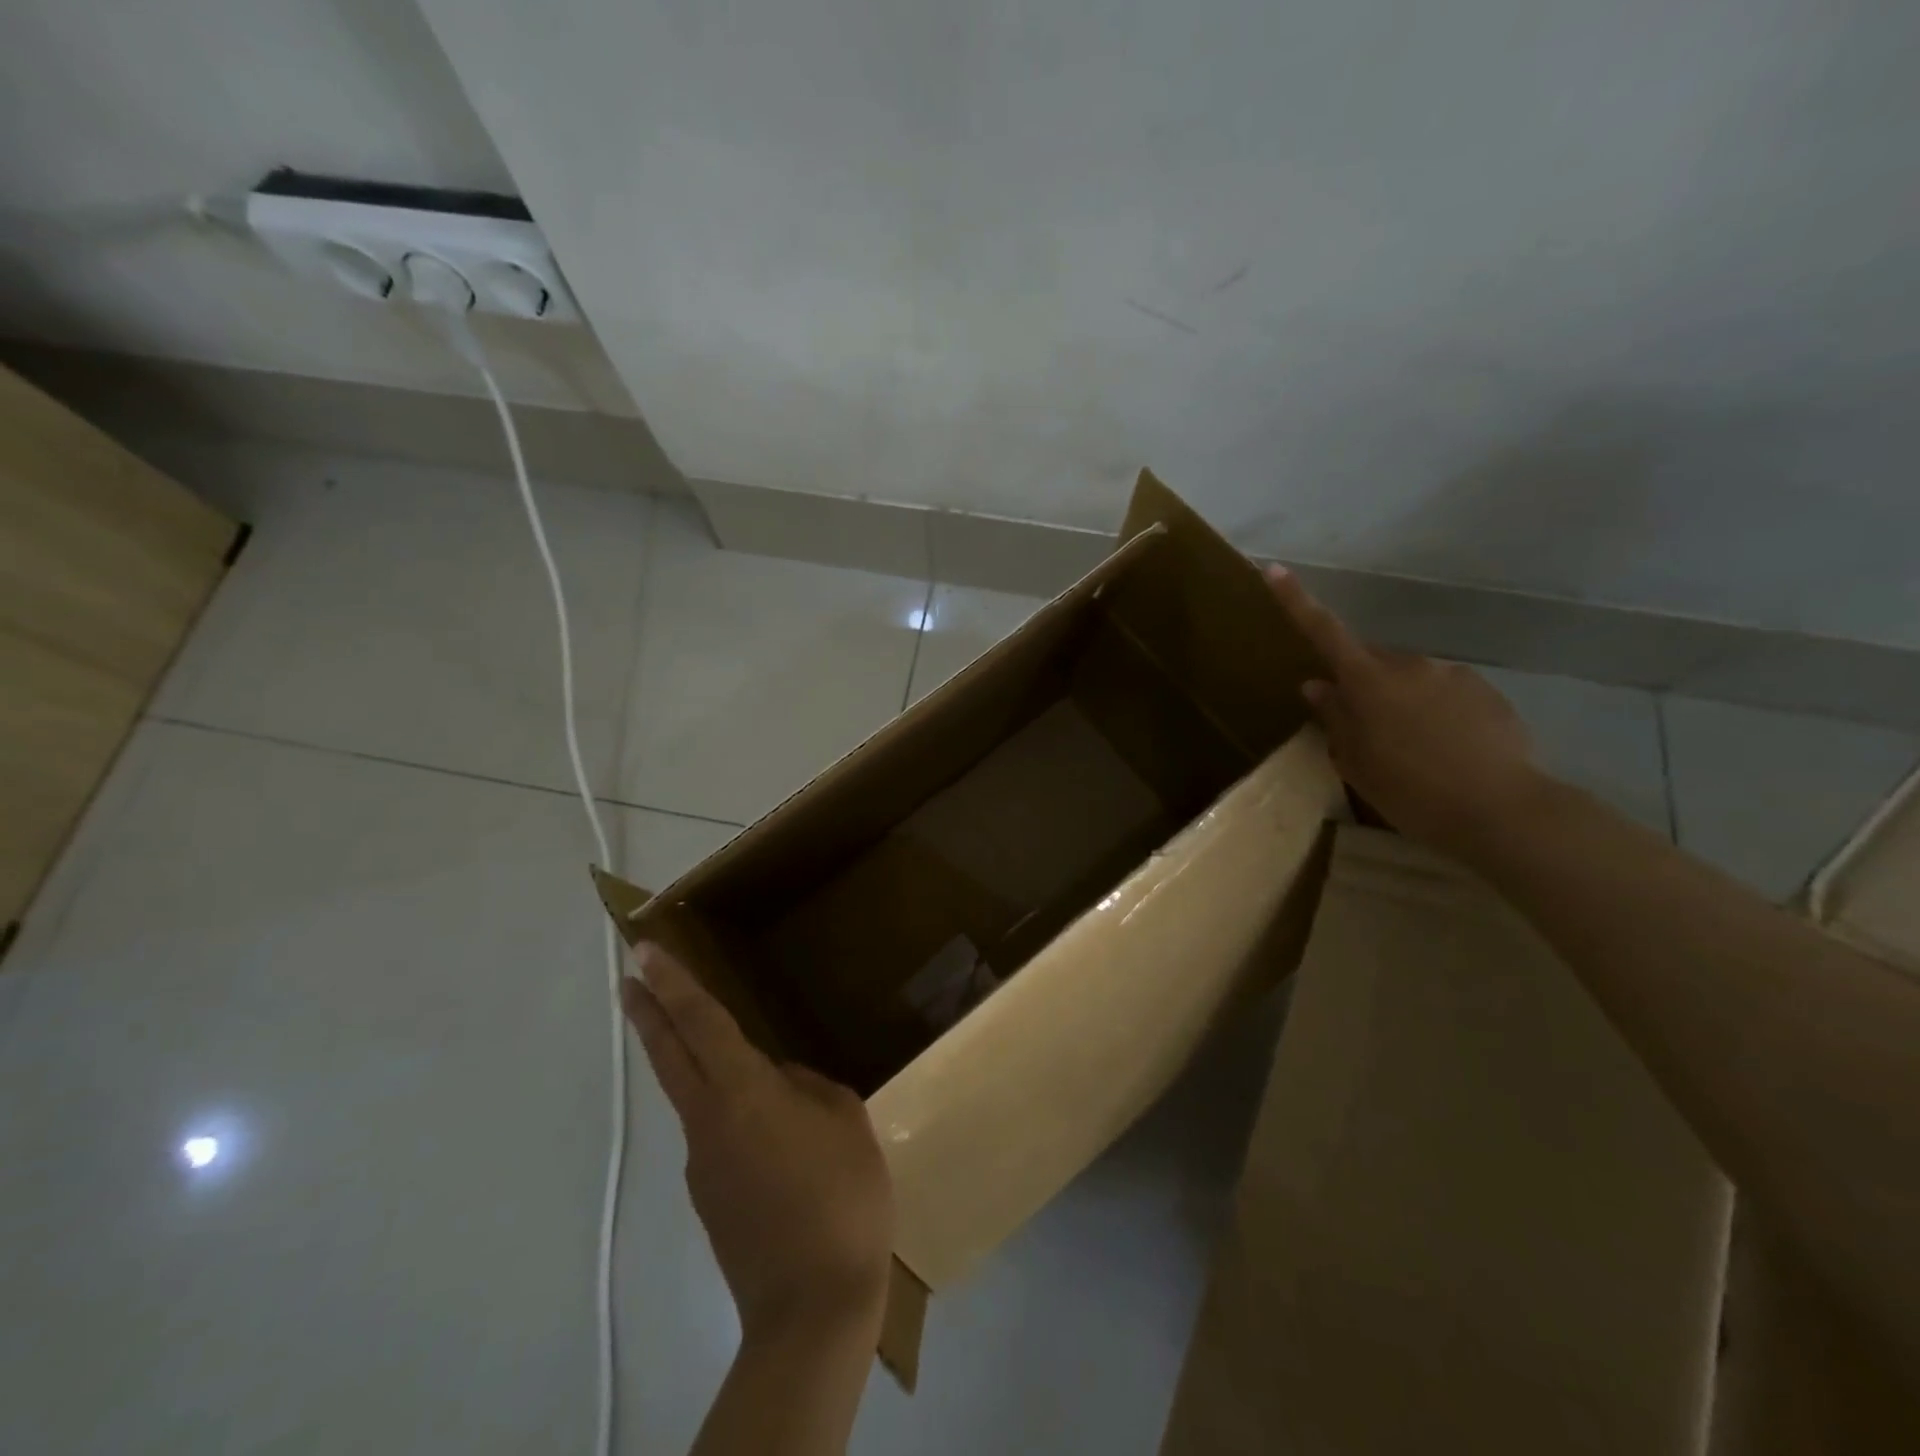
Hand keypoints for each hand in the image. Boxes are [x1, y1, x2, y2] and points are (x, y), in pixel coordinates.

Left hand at [621, 944, 894, 1342]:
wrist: (812, 1307)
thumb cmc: (841, 1197)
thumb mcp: (846, 1122)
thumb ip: (808, 1089)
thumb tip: (782, 1086)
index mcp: (744, 1093)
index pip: (700, 1024)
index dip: (673, 984)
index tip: (644, 952)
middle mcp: (709, 1121)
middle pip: (670, 1056)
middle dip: (648, 1013)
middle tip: (630, 979)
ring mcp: (702, 1165)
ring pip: (693, 1097)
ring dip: (693, 1065)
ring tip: (742, 1064)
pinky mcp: (710, 1200)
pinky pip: (717, 1137)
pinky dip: (731, 1116)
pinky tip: (776, 1139)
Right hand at [1265, 565, 1544, 854]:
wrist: (1502, 810)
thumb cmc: (1410, 790)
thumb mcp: (1356, 762)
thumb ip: (1335, 718)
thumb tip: (1317, 685)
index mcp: (1369, 681)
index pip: (1324, 632)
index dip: (1296, 601)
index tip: (1275, 569)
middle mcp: (1409, 665)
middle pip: (1372, 662)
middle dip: (1362, 684)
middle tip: (1363, 730)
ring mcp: (1452, 675)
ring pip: (1410, 679)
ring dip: (1401, 702)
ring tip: (1411, 750)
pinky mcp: (1486, 693)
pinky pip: (1445, 694)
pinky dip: (1436, 713)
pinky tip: (1446, 751)